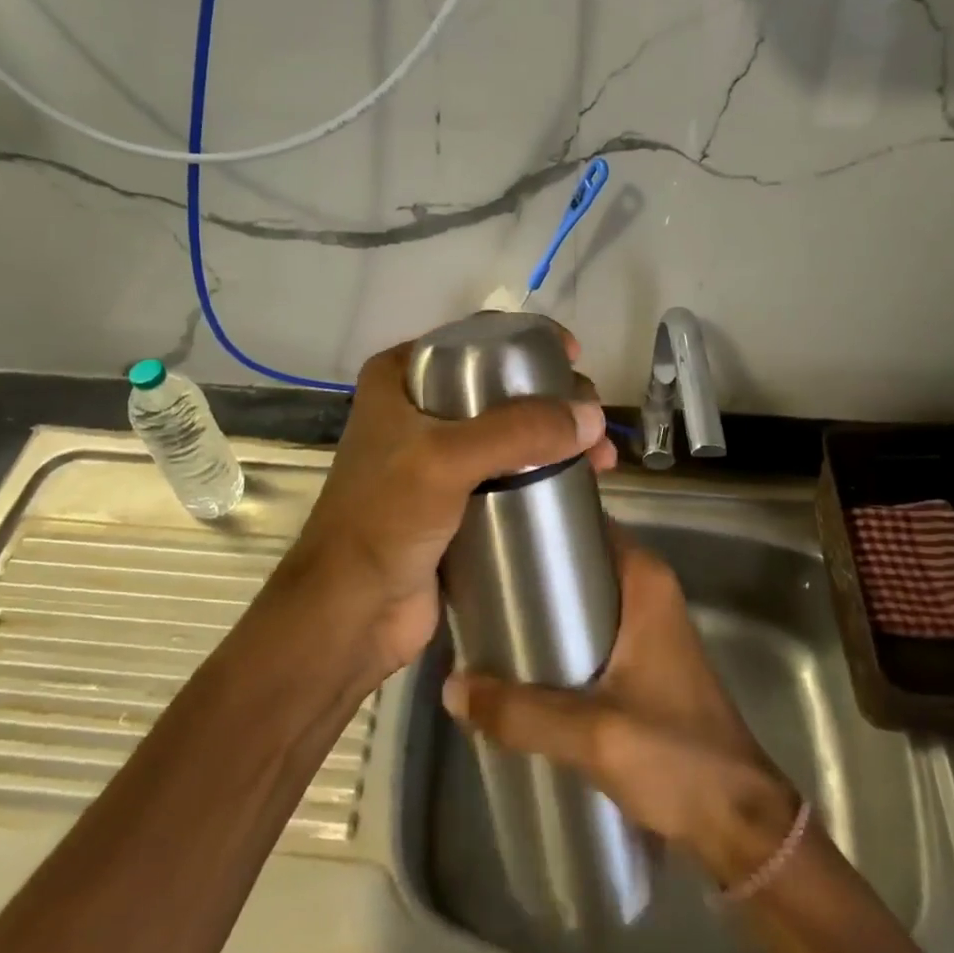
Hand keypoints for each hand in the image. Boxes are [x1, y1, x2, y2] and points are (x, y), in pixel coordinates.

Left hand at [285, 326, 614, 681]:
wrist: (352, 613)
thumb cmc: (385, 520)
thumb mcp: (446, 459)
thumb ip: (519, 430)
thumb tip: (593, 417)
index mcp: (400, 378)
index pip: (474, 339)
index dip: (527, 340)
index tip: (572, 357)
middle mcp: (419, 408)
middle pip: (501, 385)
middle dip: (554, 398)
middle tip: (593, 420)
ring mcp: (437, 456)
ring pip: (511, 430)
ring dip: (557, 438)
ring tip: (601, 460)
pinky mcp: (457, 499)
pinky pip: (510, 472)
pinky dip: (545, 472)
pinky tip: (581, 483)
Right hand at [442, 531, 801, 887]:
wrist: (738, 820)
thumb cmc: (674, 756)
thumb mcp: (592, 733)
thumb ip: (520, 711)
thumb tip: (450, 687)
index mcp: (644, 581)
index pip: (588, 523)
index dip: (541, 520)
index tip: (491, 527)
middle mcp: (648, 591)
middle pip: (580, 559)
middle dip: (531, 567)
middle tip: (476, 577)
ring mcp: (647, 626)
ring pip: (584, 597)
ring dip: (543, 605)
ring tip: (486, 613)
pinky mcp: (643, 661)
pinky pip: (591, 629)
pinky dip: (559, 634)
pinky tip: (520, 659)